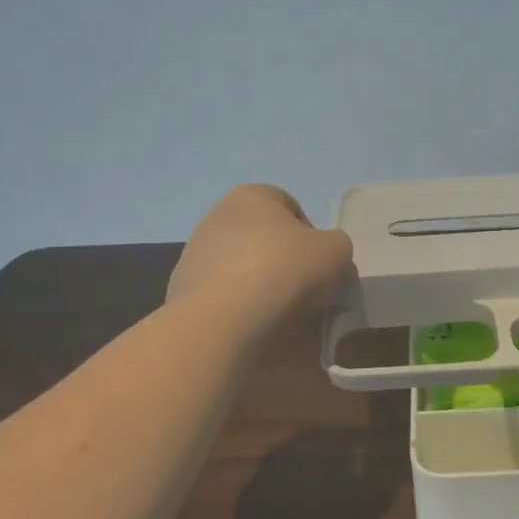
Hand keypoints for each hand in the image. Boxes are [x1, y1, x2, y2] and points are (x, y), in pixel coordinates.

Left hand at [167, 185, 353, 324]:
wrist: (222, 318)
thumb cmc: (284, 270)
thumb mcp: (336, 252)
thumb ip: (337, 246)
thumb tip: (325, 256)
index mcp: (253, 195)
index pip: (292, 207)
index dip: (312, 236)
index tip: (319, 265)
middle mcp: (218, 214)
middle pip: (263, 236)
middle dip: (282, 259)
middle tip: (302, 290)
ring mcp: (194, 251)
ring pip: (240, 264)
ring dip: (258, 282)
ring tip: (275, 312)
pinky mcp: (181, 286)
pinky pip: (220, 292)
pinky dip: (235, 303)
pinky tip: (248, 322)